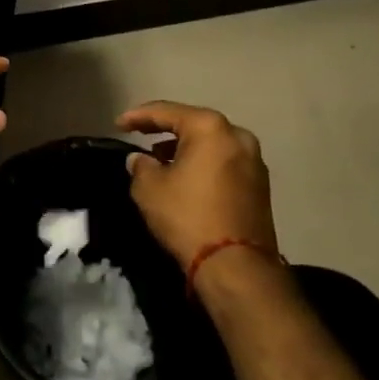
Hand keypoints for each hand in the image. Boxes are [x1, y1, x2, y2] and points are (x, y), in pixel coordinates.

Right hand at [118, 101, 276, 269]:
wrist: (237, 268)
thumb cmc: (188, 217)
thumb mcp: (150, 189)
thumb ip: (140, 166)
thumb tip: (140, 159)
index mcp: (210, 127)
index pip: (166, 111)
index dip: (138, 116)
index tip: (118, 125)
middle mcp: (237, 136)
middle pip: (193, 124)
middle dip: (165, 130)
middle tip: (140, 135)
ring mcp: (254, 160)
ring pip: (211, 144)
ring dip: (185, 148)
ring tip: (160, 159)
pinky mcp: (260, 185)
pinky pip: (224, 162)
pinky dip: (203, 163)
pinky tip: (186, 177)